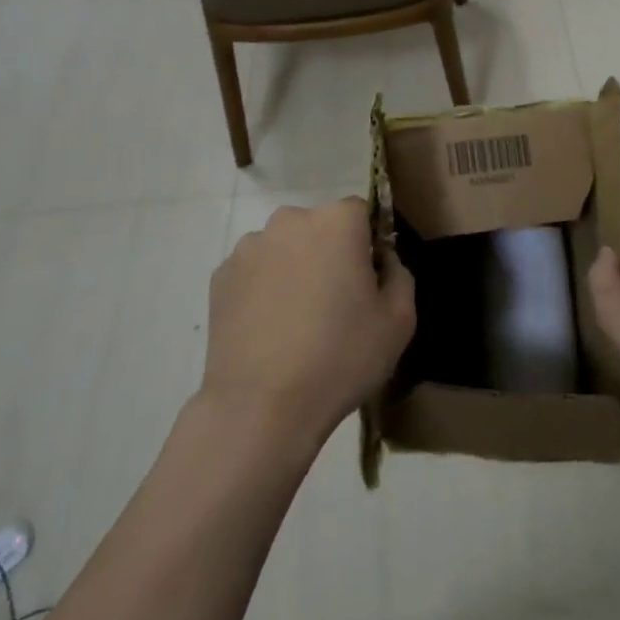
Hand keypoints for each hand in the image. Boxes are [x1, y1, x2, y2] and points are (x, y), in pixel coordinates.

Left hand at [201, 199, 414, 450]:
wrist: (261, 407)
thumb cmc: (340, 357)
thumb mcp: (399, 320)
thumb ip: (399, 275)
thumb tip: (382, 260)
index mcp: (338, 222)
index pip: (361, 213)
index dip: (368, 244)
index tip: (369, 282)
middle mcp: (290, 220)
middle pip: (320, 227)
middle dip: (330, 254)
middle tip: (336, 304)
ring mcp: (250, 247)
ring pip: (285, 248)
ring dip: (295, 269)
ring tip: (297, 321)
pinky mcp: (220, 276)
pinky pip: (255, 271)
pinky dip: (264, 289)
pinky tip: (270, 329)